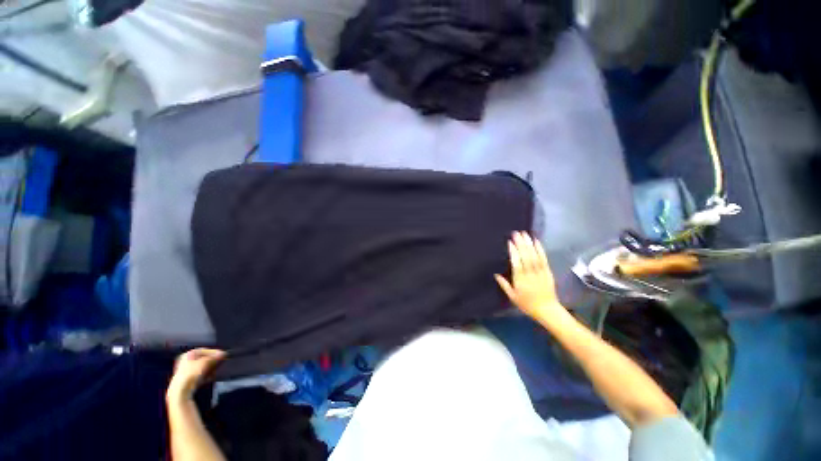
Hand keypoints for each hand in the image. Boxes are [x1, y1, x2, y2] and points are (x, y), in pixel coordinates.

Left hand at [167, 348, 225, 400]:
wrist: (181, 391)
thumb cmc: (191, 373)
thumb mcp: (205, 362)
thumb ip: (215, 357)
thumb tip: (223, 353)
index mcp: (187, 354)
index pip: (204, 350)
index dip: (214, 352)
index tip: (222, 355)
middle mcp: (185, 361)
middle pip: (203, 359)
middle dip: (212, 362)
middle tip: (219, 364)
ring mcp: (185, 371)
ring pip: (202, 368)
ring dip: (210, 369)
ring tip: (214, 372)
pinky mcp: (187, 380)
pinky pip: (199, 375)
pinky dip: (205, 376)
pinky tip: (209, 378)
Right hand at [495, 232, 567, 322]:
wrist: (547, 310)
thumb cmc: (527, 303)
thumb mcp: (512, 296)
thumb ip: (504, 284)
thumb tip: (495, 274)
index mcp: (520, 280)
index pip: (516, 263)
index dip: (513, 252)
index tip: (510, 242)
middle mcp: (530, 274)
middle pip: (525, 256)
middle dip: (521, 244)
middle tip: (516, 233)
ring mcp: (540, 272)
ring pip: (534, 256)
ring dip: (529, 244)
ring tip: (525, 234)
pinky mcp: (547, 271)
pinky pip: (544, 259)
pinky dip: (540, 249)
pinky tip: (536, 241)